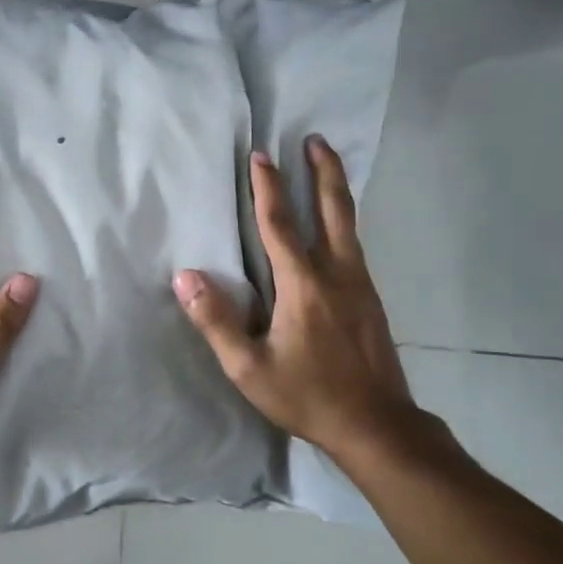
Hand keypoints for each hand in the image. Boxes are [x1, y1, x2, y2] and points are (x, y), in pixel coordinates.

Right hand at [174, 136, 436, 469]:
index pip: (279, 225)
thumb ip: (215, 321)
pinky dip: (344, 220)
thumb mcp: (249, 368)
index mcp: (302, 285)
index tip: (260, 155)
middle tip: (316, 138)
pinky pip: (355, 245)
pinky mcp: (371, 299)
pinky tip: (338, 226)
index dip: (267, 188)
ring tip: (328, 164)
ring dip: (335, 190)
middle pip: (332, 210)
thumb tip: (185, 276)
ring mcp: (360, 284)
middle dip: (322, 171)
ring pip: (349, 224)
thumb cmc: (308, 396)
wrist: (377, 426)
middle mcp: (336, 274)